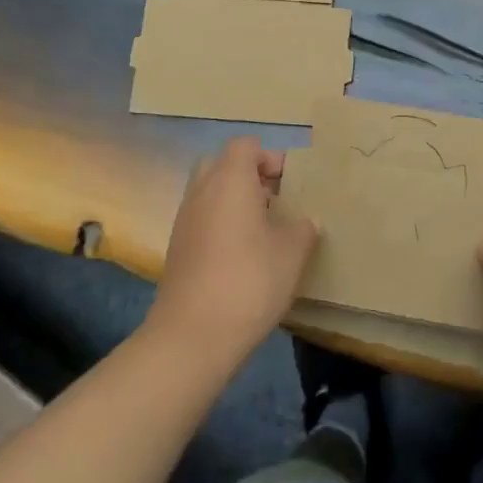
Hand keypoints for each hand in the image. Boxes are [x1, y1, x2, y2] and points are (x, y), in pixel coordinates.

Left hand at [147, 137, 320, 371]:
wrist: (192, 336)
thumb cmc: (249, 281)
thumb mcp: (292, 252)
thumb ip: (303, 227)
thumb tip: (305, 220)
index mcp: (230, 180)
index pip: (245, 146)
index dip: (270, 158)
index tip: (291, 184)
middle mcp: (202, 192)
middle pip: (223, 165)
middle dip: (250, 177)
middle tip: (276, 202)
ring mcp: (184, 220)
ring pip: (211, 193)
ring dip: (236, 202)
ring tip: (264, 232)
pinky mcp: (177, 248)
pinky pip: (202, 219)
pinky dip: (221, 225)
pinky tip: (243, 256)